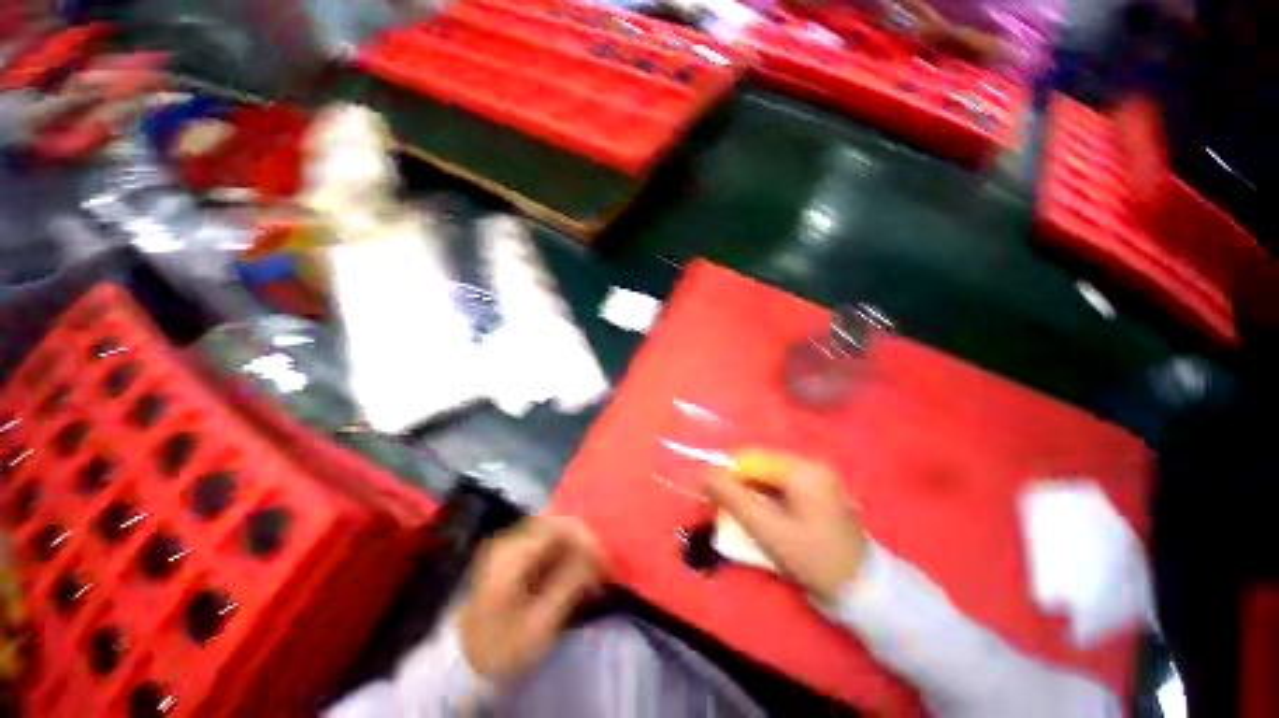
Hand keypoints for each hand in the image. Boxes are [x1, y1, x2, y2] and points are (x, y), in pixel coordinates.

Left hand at [459, 517, 604, 682]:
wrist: (467, 659)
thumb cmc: (503, 647)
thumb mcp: (538, 625)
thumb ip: (568, 585)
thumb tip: (593, 559)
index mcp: (512, 554)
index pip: (558, 527)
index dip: (586, 539)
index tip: (605, 561)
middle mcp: (511, 539)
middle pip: (558, 523)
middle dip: (584, 541)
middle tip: (602, 564)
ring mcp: (512, 542)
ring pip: (556, 529)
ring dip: (578, 545)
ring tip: (594, 567)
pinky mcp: (516, 551)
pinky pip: (549, 540)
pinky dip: (567, 550)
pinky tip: (577, 568)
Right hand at [705, 457, 866, 602]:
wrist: (862, 589)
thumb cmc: (813, 559)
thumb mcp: (768, 531)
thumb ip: (734, 500)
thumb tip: (704, 476)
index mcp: (803, 469)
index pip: (752, 458)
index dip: (727, 473)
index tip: (710, 493)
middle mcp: (812, 464)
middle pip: (761, 464)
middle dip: (739, 482)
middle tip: (724, 506)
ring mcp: (819, 476)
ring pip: (770, 474)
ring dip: (751, 489)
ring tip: (740, 512)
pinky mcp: (820, 490)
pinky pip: (783, 483)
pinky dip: (766, 495)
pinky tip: (761, 513)